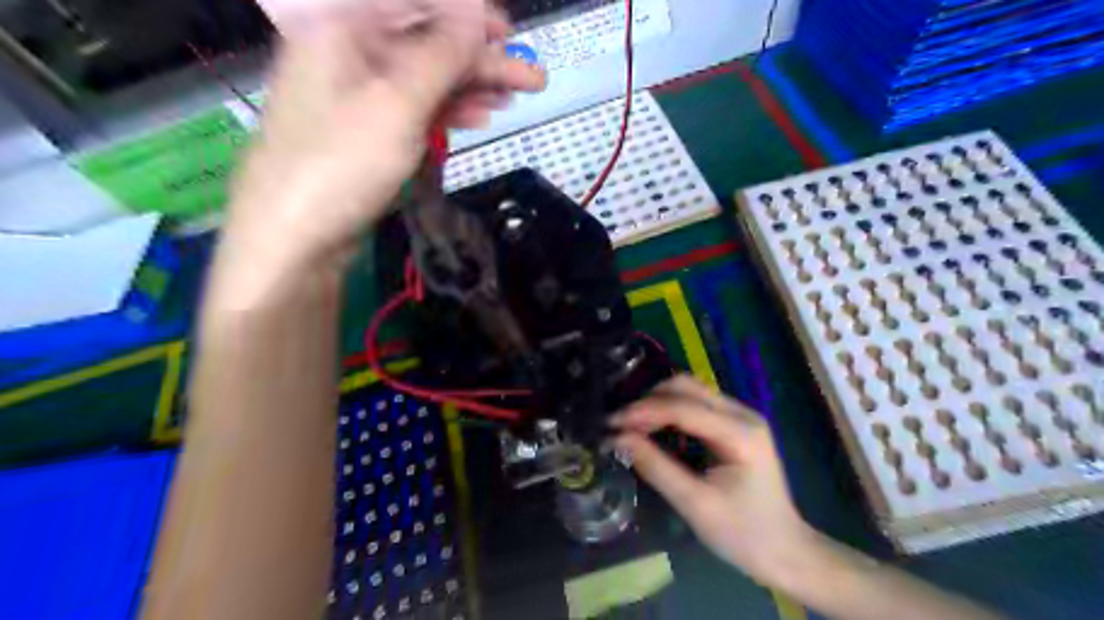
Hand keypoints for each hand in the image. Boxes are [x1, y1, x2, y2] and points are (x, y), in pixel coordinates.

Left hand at [222, 0, 542, 280]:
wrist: (296, 236)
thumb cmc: (341, 163)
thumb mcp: (398, 103)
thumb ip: (441, 55)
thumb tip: (474, 13)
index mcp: (343, 26)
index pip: (414, 3)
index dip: (465, 14)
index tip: (508, 33)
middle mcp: (349, 51)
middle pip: (425, 43)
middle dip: (479, 59)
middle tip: (531, 78)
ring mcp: (358, 95)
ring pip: (424, 79)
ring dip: (470, 89)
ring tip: (512, 103)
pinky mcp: (368, 130)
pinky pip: (414, 109)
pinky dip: (446, 112)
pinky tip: (477, 118)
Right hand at [613, 376, 817, 583]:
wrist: (786, 551)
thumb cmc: (743, 534)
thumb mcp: (695, 504)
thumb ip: (656, 467)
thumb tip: (618, 439)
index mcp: (740, 433)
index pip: (683, 407)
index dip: (643, 411)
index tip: (611, 423)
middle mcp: (742, 414)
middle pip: (687, 387)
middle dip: (649, 401)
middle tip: (621, 425)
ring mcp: (741, 416)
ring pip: (690, 391)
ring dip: (658, 403)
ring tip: (631, 426)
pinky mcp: (735, 425)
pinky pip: (696, 405)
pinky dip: (670, 411)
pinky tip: (654, 428)